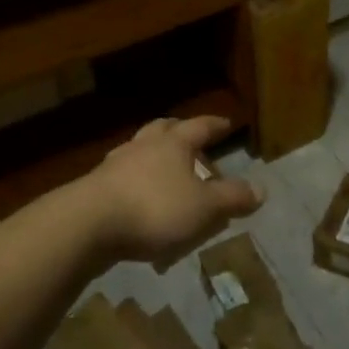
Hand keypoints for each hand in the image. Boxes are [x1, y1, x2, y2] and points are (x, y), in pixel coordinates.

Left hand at [78, 115, 263, 266]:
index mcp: (173, 143)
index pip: (200, 126)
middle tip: (190, 138)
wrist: (86, 225)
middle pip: (163, 129)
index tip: (226, 123)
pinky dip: (134, 183)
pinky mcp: (94, 188)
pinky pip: (121, 178)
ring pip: (138, 151)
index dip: (215, 125)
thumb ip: (232, 198)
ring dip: (152, 156)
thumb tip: (262, 189)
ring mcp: (115, 165)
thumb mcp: (204, 208)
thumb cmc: (154, 209)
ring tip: (163, 170)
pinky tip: (137, 200)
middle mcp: (143, 146)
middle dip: (178, 131)